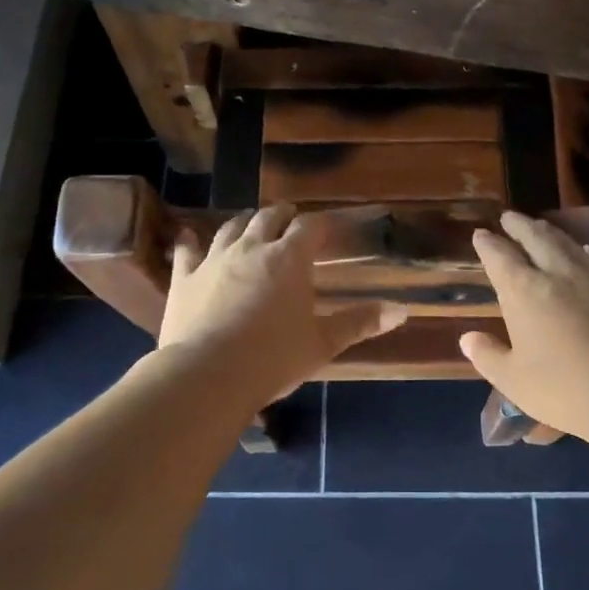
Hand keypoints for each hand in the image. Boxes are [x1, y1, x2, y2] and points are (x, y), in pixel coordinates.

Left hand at [158, 204, 407, 407]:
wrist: (208, 374)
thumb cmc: (273, 358)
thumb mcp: (323, 343)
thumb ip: (361, 323)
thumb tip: (403, 310)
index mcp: (290, 259)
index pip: (310, 226)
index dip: (321, 223)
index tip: (328, 227)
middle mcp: (252, 248)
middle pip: (269, 218)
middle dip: (283, 215)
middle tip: (290, 217)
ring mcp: (214, 259)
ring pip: (231, 228)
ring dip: (244, 222)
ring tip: (250, 223)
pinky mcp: (185, 277)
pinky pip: (187, 251)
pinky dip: (190, 241)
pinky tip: (188, 236)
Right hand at [460, 211, 588, 442]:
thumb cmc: (564, 390)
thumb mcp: (513, 380)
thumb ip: (488, 356)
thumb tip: (468, 338)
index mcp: (522, 291)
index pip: (499, 256)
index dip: (487, 243)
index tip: (480, 234)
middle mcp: (555, 272)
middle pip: (534, 236)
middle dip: (518, 225)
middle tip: (508, 217)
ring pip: (565, 241)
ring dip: (547, 231)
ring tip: (539, 227)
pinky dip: (580, 249)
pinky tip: (583, 252)